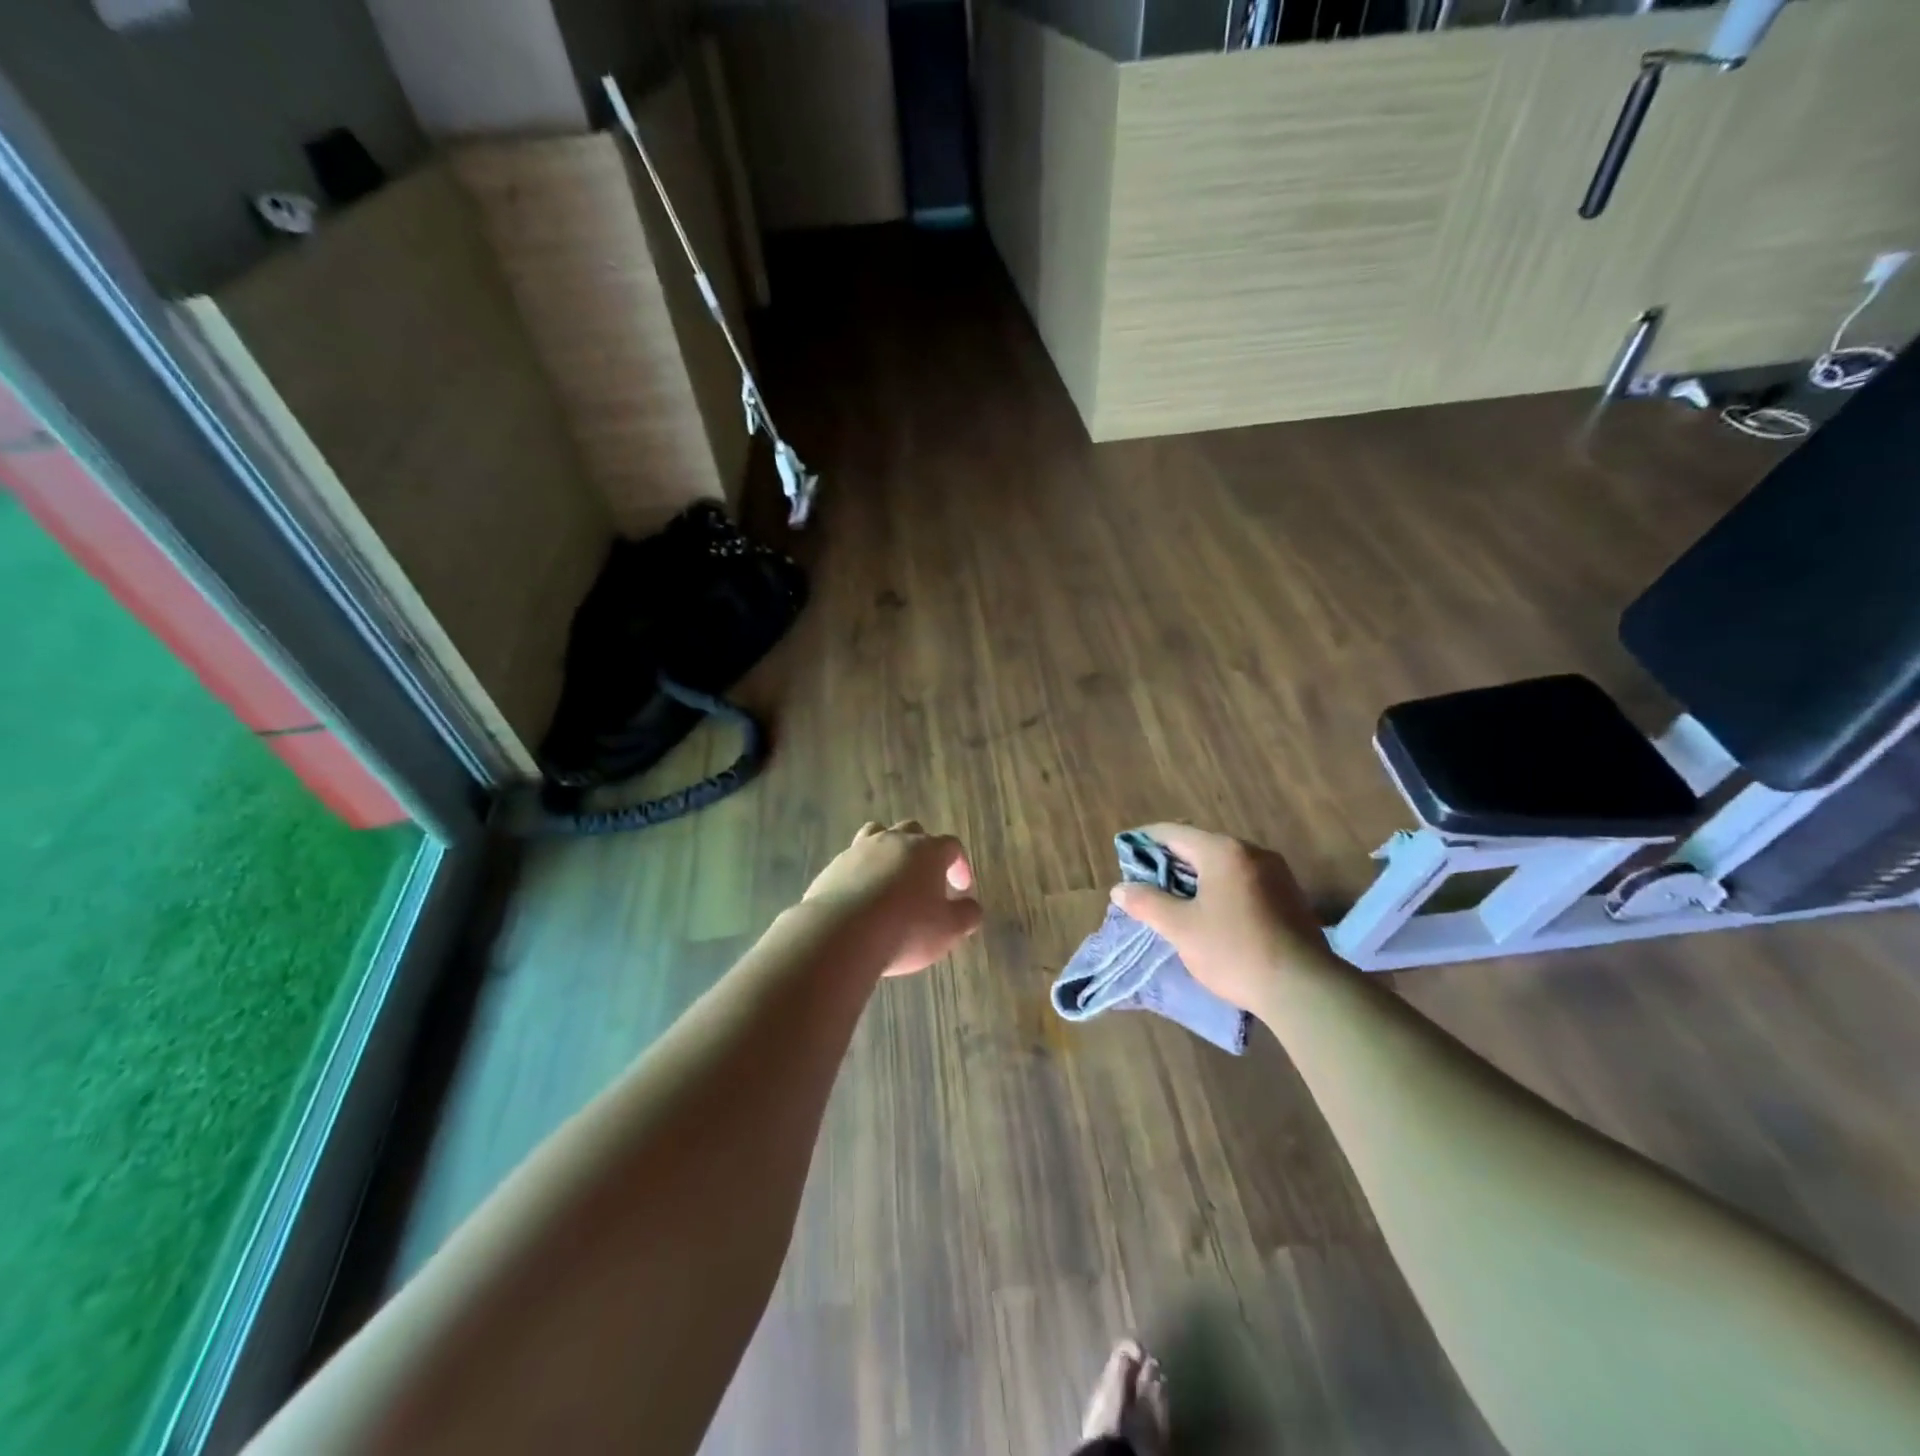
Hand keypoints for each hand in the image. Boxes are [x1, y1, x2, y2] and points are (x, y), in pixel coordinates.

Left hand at [803, 821, 982, 976]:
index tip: (961, 888)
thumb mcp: (948, 930)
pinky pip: (852, 861)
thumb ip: (966, 915)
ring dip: (888, 852)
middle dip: (923, 851)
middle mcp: (893, 841)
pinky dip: (861, 872)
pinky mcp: (833, 867)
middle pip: (913, 831)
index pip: (951, 846)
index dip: (960, 865)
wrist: (841, 933)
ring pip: (878, 836)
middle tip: (926, 879)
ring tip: (890, 877)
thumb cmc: (906, 929)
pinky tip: (861, 897)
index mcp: (927, 850)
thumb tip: (972, 907)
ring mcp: (859, 850)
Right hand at [1110, 824, 1328, 1010]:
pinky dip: (1220, 886)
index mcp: (1223, 851)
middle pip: (1200, 845)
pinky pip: (1244, 879)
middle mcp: (1251, 852)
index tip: (1125, 852)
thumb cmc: (1234, 951)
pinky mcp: (1289, 895)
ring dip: (1197, 875)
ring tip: (1175, 897)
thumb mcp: (1181, 928)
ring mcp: (1275, 872)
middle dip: (1170, 860)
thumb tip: (1120, 888)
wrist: (1304, 988)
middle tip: (1146, 880)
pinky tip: (1211, 910)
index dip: (1144, 841)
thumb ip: (1147, 903)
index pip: (1173, 833)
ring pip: (1224, 863)